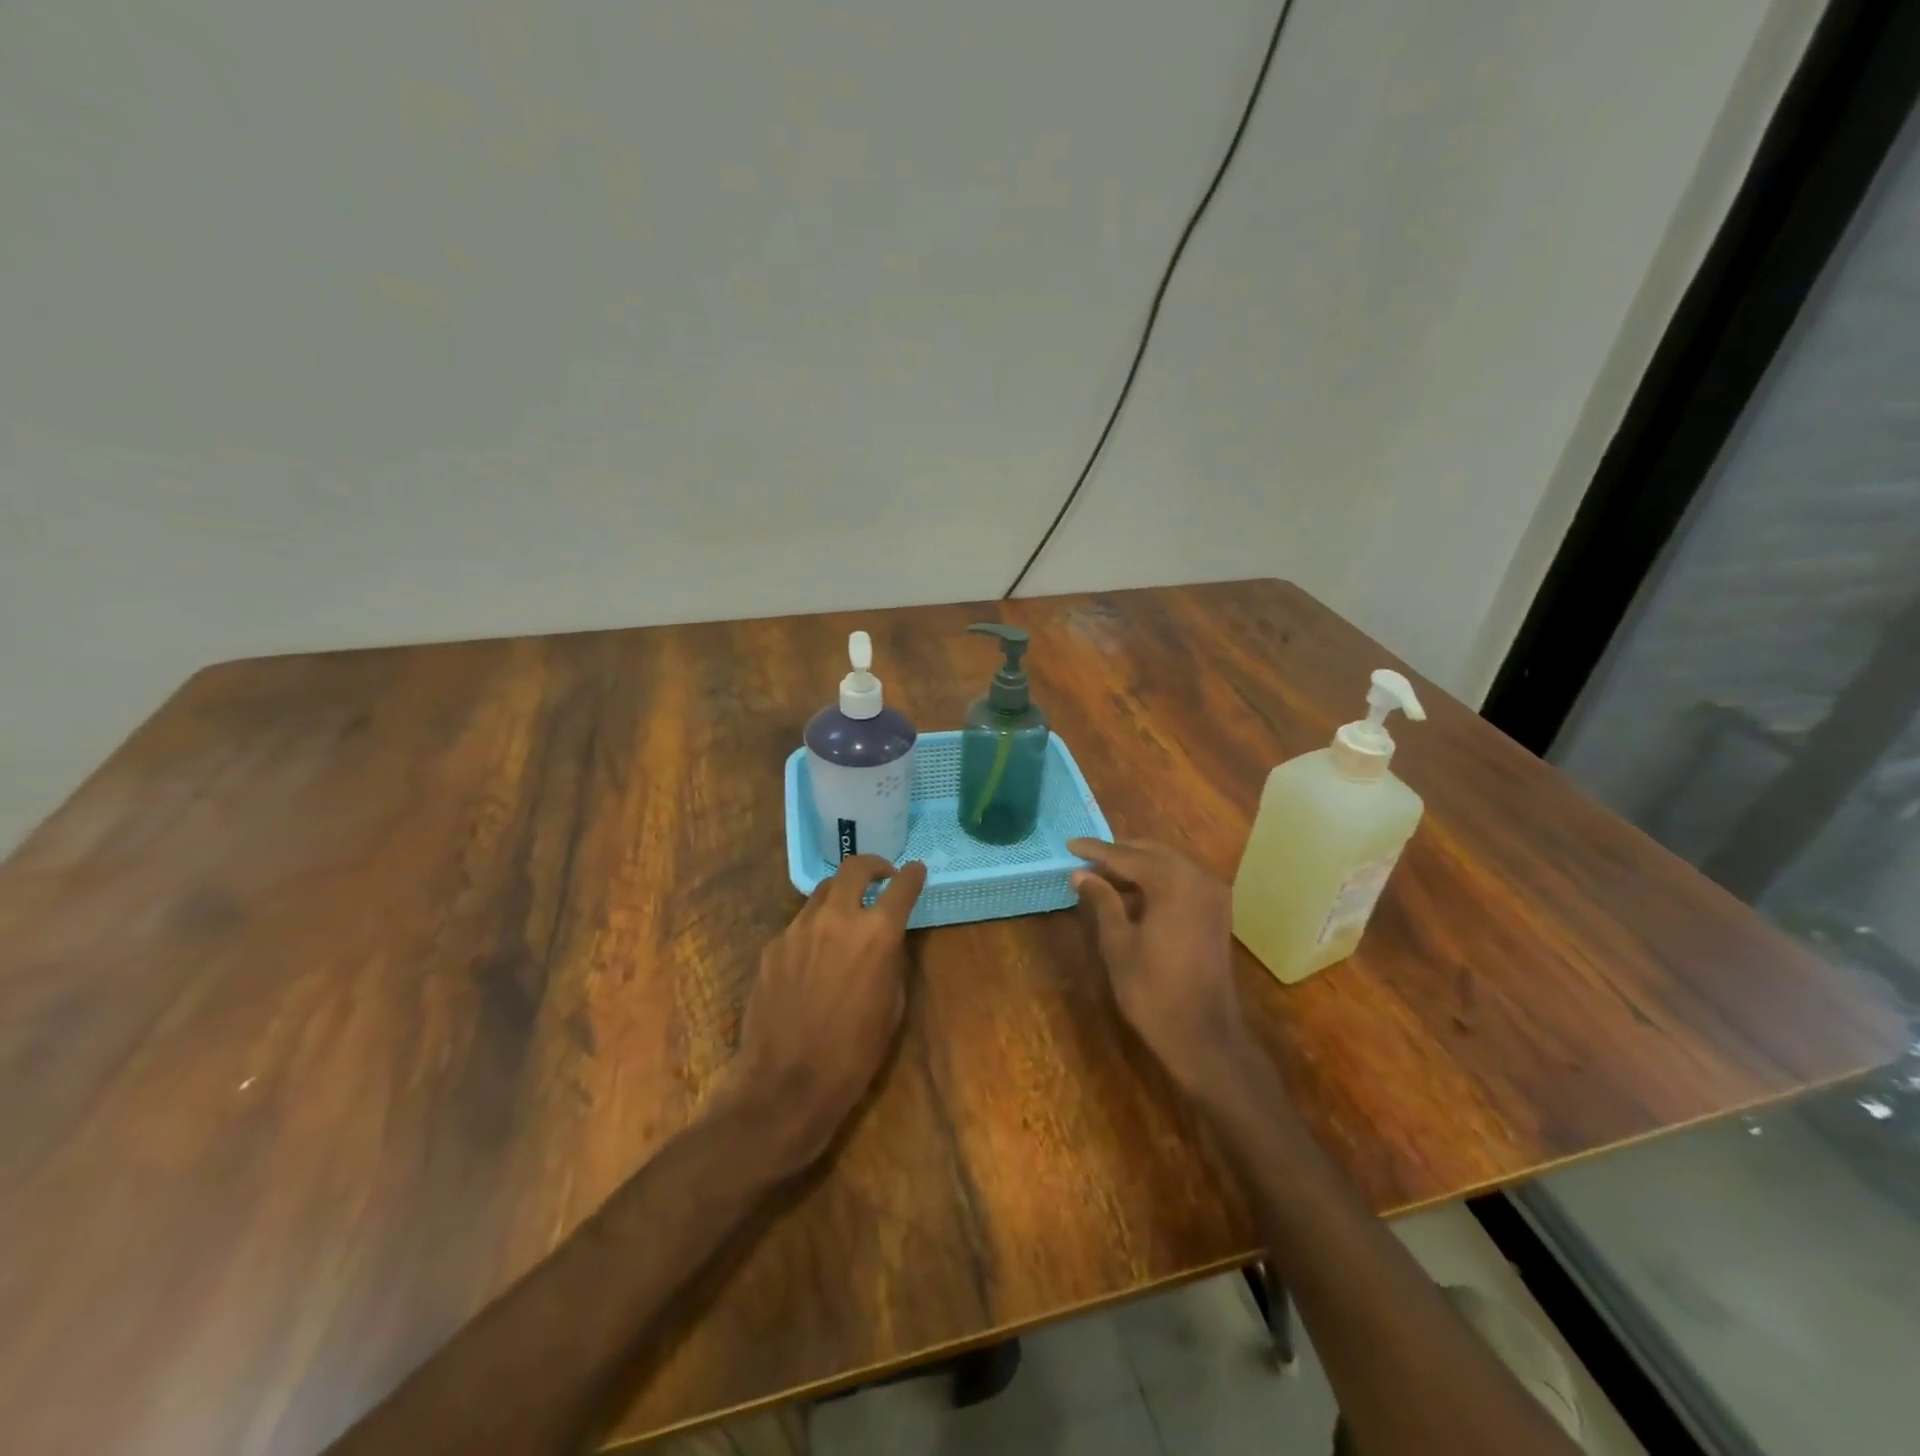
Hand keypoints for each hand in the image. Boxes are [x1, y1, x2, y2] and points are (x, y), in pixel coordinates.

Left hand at [721, 855, 926, 1170]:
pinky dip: (814, 930)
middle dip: (872, 866)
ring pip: (822, 893)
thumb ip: (891, 960)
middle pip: (853, 867)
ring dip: (840, 897)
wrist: (785, 1085)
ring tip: (846, 919)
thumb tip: (886, 941)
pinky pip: (798, 926)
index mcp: (876, 933)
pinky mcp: (772, 947)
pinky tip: (814, 961)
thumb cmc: (853, 1054)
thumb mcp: (892, 1007)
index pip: (901, 887)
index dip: (913, 875)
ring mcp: (797, 929)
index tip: (916, 870)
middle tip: (880, 878)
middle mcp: (836, 919)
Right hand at [1069, 838, 1251, 1093]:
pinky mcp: (1217, 910)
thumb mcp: (1118, 944)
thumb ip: (1102, 901)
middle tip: (1085, 859)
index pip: (1126, 856)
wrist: (1204, 1036)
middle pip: (1151, 852)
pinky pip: (1182, 880)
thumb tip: (1081, 874)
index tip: (1070, 845)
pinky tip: (1133, 893)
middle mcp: (1198, 877)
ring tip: (1103, 875)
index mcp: (1173, 882)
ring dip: (1138, 865)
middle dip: (1118, 853)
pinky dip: (1157, 879)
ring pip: (1169, 863)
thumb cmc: (1153, 991)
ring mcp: (1212, 893)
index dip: (1095, 851)